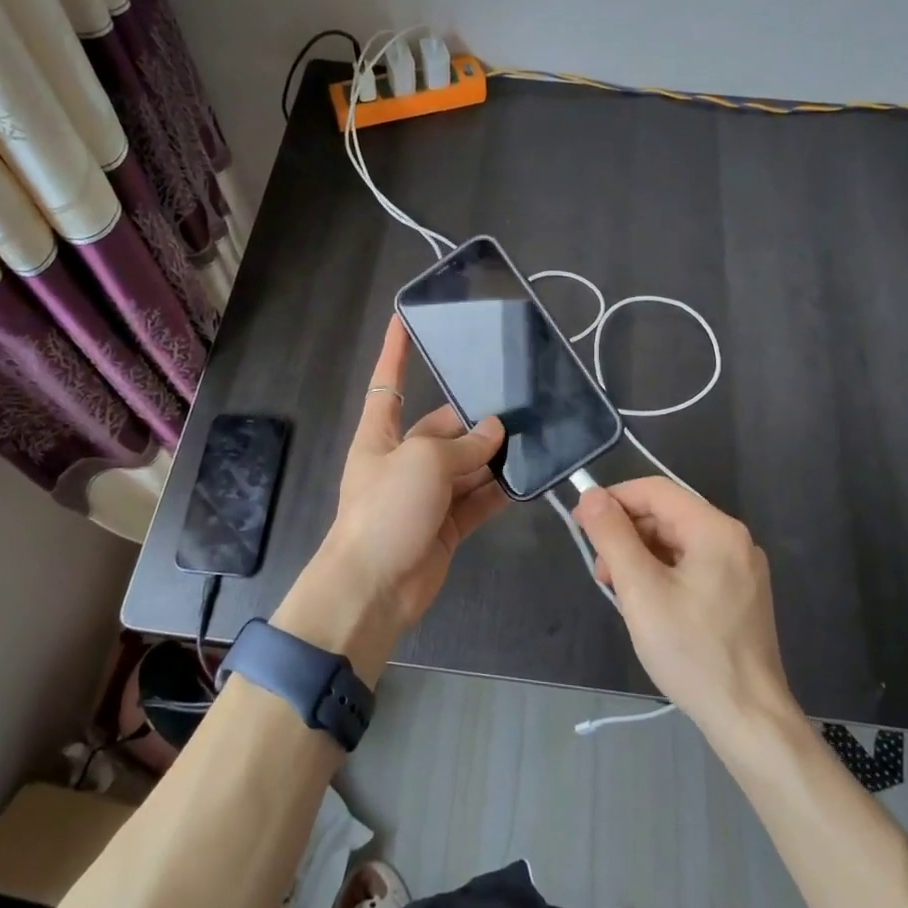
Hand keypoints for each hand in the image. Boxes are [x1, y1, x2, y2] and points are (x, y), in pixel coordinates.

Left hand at [277, 319, 505, 676]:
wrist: (374, 588)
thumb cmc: (386, 510)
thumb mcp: (422, 463)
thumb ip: (463, 445)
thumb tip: (496, 432)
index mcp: (380, 435)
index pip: (388, 381)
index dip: (396, 350)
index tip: (405, 318)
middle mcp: (403, 460)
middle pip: (442, 429)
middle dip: (475, 420)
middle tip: (519, 405)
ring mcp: (426, 495)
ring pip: (466, 466)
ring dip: (493, 456)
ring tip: (534, 436)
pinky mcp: (447, 526)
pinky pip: (478, 500)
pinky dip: (500, 490)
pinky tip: (530, 477)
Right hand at [573, 478, 794, 741]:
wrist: (748, 718)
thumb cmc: (691, 650)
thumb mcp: (641, 590)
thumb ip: (613, 536)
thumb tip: (591, 495)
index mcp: (715, 530)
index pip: (655, 491)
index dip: (614, 500)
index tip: (581, 523)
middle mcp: (733, 540)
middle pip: (667, 516)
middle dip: (626, 534)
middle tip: (599, 570)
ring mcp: (740, 569)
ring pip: (676, 543)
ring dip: (640, 557)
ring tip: (618, 591)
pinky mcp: (739, 594)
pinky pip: (691, 566)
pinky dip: (661, 574)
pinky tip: (645, 603)